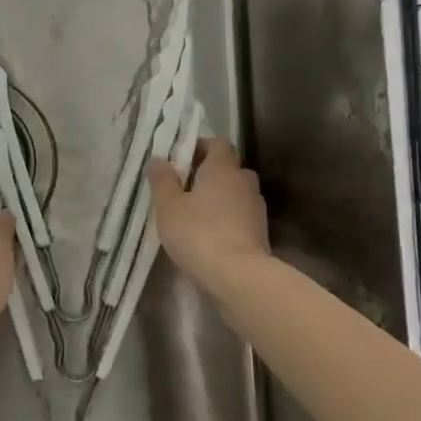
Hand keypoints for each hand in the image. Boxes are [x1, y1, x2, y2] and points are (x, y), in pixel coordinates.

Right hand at [147, 138, 270, 287]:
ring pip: (236, 193)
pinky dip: (227, 220)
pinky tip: (210, 235)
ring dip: (219, 199)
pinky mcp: (261, 233)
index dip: (201, 147)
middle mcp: (244, 182)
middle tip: (185, 188)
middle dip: (209, 174)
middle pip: (229, 168)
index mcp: (223, 168)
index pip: (219, 144)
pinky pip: (241, 216)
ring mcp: (256, 208)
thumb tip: (159, 159)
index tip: (182, 160)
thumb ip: (162, 180)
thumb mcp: (168, 207)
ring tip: (196, 215)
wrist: (239, 277)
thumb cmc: (198, 234)